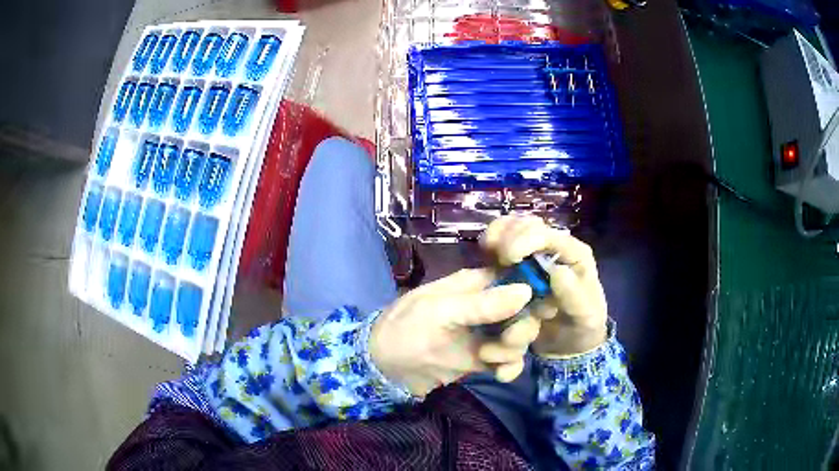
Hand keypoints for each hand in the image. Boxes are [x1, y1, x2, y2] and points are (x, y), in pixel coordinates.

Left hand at [369, 269, 539, 396]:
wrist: (382, 368)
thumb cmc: (405, 330)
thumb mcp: (440, 312)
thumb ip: (482, 305)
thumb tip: (527, 290)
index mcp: (474, 285)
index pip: (514, 277)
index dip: (533, 288)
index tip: (544, 305)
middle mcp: (485, 306)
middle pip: (523, 310)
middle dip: (522, 326)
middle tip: (507, 340)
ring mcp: (484, 334)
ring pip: (518, 336)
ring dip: (513, 348)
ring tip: (489, 357)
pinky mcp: (481, 359)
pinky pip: (507, 360)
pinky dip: (509, 367)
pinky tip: (500, 375)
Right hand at [482, 216, 607, 357]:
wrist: (568, 344)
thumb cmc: (581, 327)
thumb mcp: (585, 317)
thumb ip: (574, 296)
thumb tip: (556, 272)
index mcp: (574, 254)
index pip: (550, 234)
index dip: (528, 239)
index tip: (510, 258)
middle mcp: (554, 246)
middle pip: (526, 224)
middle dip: (508, 236)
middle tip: (499, 260)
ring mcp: (533, 252)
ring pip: (510, 227)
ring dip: (496, 237)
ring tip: (489, 257)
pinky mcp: (516, 263)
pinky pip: (499, 242)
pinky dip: (489, 246)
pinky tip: (485, 260)